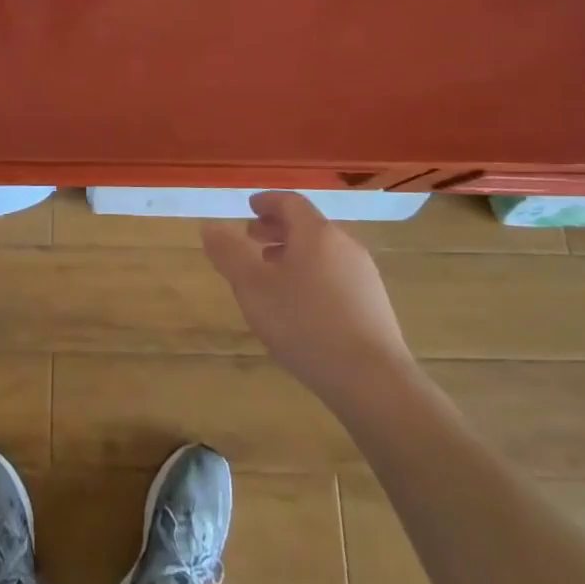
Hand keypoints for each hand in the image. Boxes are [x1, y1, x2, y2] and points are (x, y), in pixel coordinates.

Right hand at [203, 192, 413, 407]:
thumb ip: (228, 253)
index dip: (267, 202)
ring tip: (271, 277)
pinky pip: (336, 276)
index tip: (249, 208)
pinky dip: (312, 276)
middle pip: (308, 227)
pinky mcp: (374, 306)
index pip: (290, 203)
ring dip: (294, 255)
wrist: (373, 382)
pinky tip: (300, 307)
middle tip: (252, 241)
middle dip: (277, 230)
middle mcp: (345, 246)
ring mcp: (364, 277)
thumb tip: (209, 226)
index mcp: (317, 234)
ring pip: (323, 253)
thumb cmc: (305, 324)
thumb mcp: (253, 287)